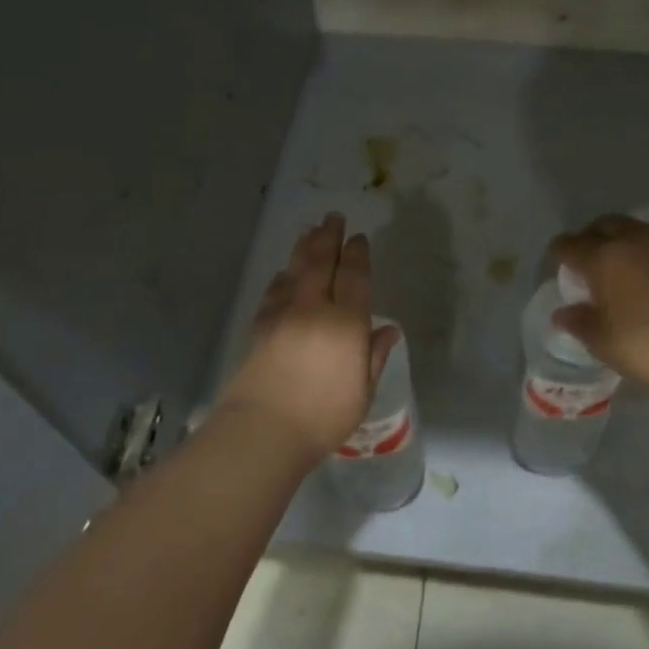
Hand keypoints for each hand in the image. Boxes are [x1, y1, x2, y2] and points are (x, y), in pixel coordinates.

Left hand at [216, 214, 398, 467]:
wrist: (263, 432)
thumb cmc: (323, 417)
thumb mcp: (362, 392)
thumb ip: (374, 356)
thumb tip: (388, 329)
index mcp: (346, 323)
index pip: (354, 277)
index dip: (358, 254)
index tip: (359, 237)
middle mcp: (315, 309)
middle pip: (322, 263)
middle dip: (329, 237)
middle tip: (333, 216)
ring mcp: (283, 316)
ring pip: (295, 271)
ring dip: (304, 248)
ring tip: (309, 231)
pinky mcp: (260, 328)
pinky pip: (273, 292)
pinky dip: (281, 279)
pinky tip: (282, 275)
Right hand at [551, 215, 648, 386]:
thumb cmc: (643, 347)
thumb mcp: (601, 340)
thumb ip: (579, 321)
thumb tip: (563, 313)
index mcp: (603, 256)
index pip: (570, 244)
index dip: (559, 252)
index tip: (558, 263)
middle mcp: (632, 240)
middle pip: (602, 225)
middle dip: (589, 237)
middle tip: (586, 261)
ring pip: (632, 229)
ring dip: (618, 240)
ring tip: (616, 267)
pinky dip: (642, 251)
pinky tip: (644, 276)